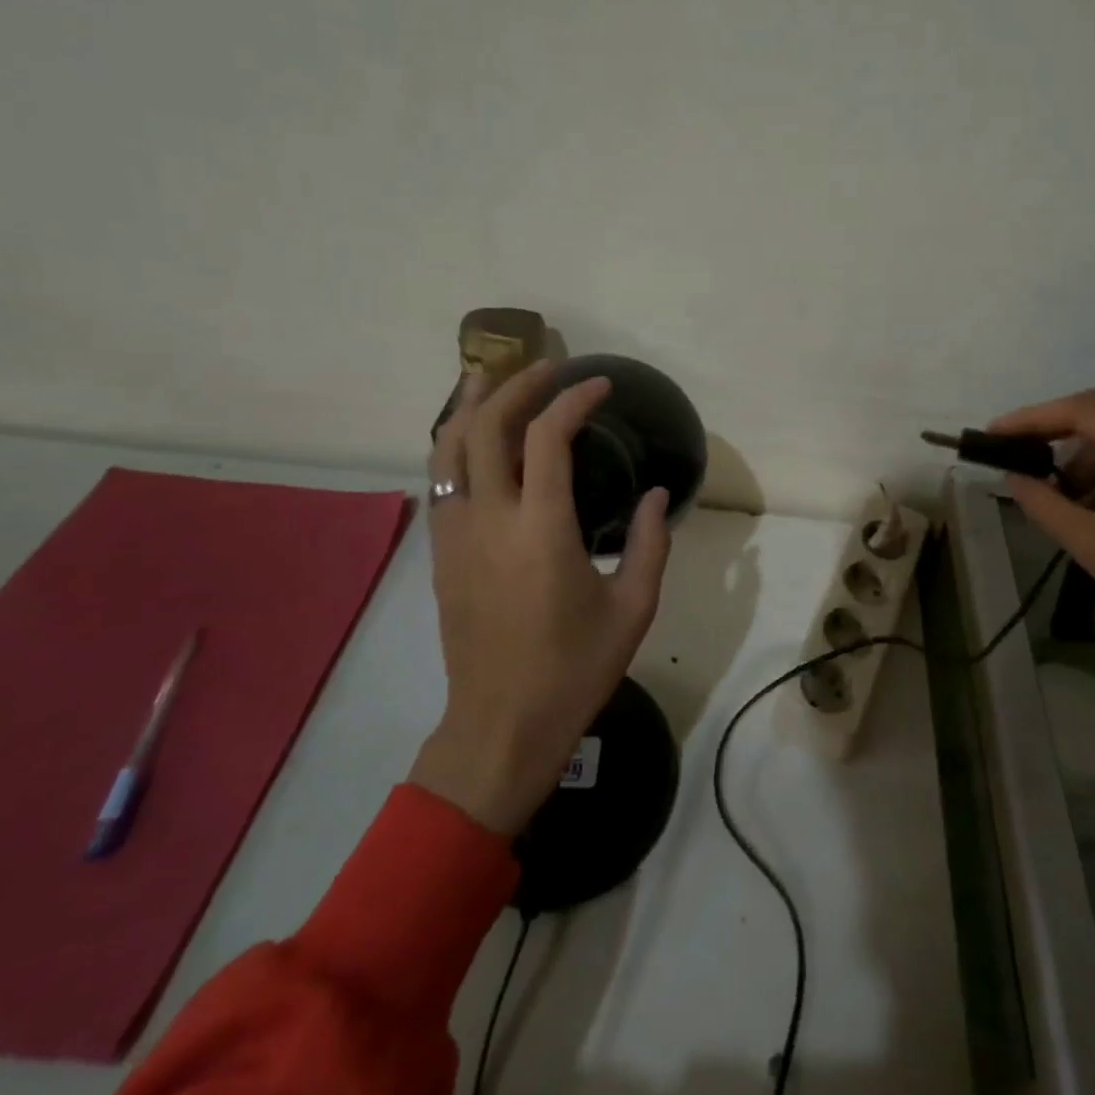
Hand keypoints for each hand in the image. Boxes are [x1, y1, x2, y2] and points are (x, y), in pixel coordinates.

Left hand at [409, 361, 672, 834]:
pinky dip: (455, 443)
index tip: (598, 386)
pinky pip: (440, 479)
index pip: (548, 438)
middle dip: (516, 385)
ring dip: (470, 404)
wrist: (500, 726)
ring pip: (448, 448)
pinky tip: (471, 435)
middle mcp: (489, 520)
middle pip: (487, 427)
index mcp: (542, 530)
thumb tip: (654, 493)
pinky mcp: (440, 553)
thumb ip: (649, 542)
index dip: (573, 400)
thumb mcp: (633, 608)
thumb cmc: (574, 669)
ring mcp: (455, 535)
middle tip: (548, 368)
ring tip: (489, 375)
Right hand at [990, 389, 1094, 776]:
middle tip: (1012, 452)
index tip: (994, 433)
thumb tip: (1012, 477)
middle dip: (1053, 434)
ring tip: (1052, 497)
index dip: (1032, 418)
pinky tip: (1086, 508)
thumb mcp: (1094, 544)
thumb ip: (1045, 505)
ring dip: (1081, 462)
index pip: (1083, 410)